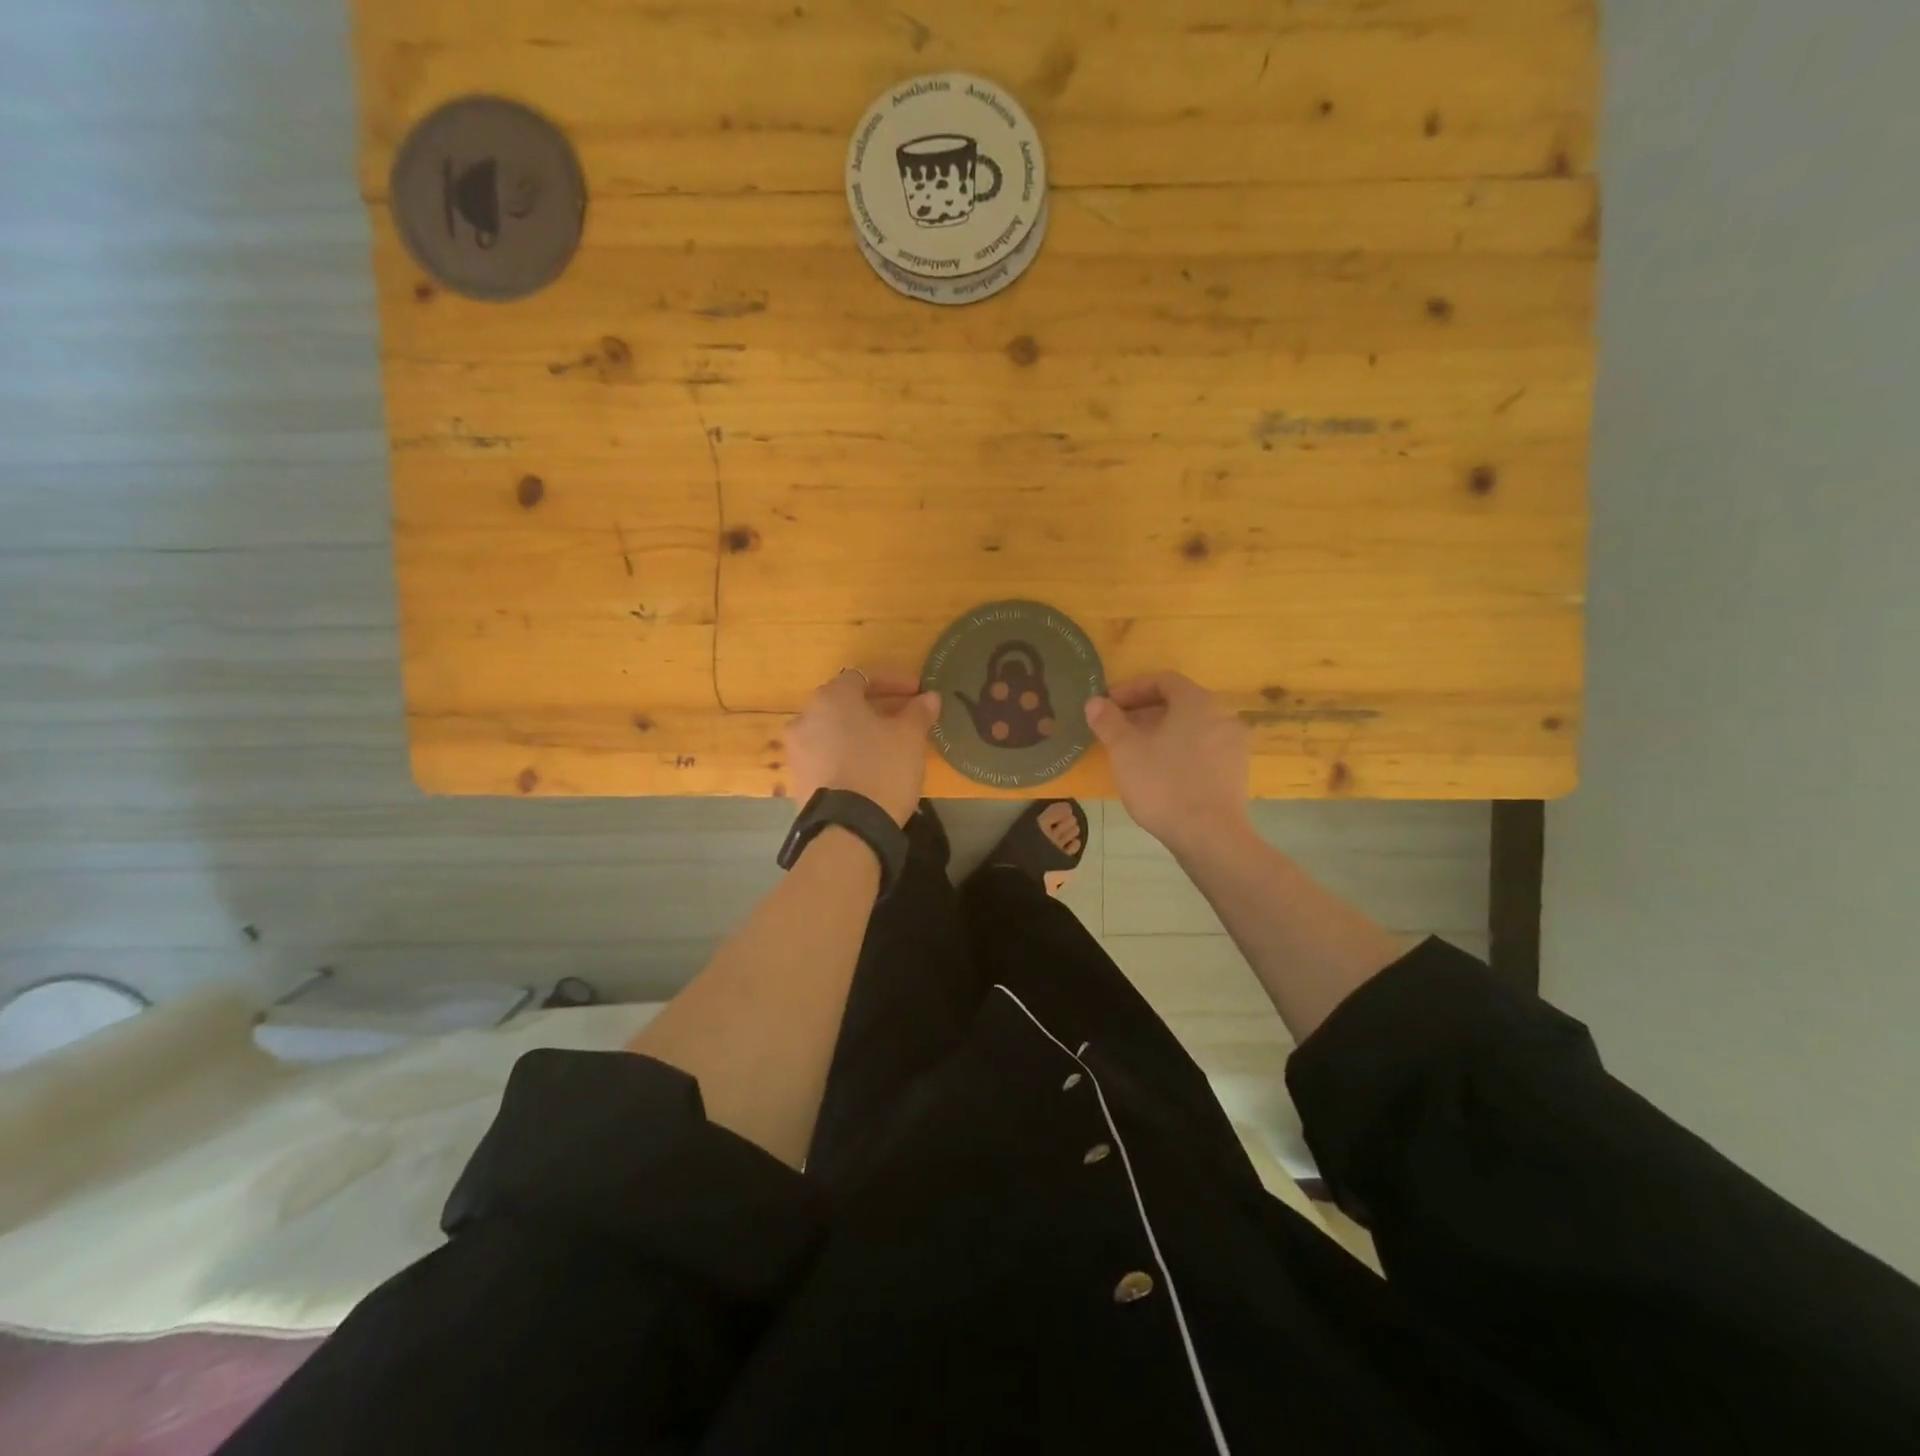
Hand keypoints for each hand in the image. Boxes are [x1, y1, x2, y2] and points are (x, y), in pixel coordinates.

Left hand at [786, 667, 940, 825]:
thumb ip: (918, 712)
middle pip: (845, 703)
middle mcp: (805, 717)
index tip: (917, 691)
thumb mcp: (909, 737)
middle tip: (905, 716)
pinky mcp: (798, 779)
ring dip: (860, 731)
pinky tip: (869, 768)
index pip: (863, 677)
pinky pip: (826, 755)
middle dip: (876, 706)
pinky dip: (847, 754)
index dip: (893, 681)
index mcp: (831, 698)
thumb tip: (929, 697)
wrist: (848, 829)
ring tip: (888, 744)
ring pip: (834, 730)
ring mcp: (797, 750)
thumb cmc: (881, 769)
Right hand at [1085, 672, 1251, 854]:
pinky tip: (1160, 774)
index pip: (1163, 681)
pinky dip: (1180, 752)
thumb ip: (1108, 721)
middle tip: (1117, 730)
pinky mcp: (1236, 773)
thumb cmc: (1163, 784)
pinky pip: (1203, 750)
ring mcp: (1234, 745)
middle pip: (1179, 704)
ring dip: (1162, 734)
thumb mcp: (1125, 750)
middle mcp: (1222, 716)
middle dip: (1144, 713)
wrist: (1210, 835)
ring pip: (1191, 729)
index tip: (1108, 706)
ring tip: (1135, 754)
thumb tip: (1095, 702)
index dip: (1131, 689)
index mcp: (1197, 702)